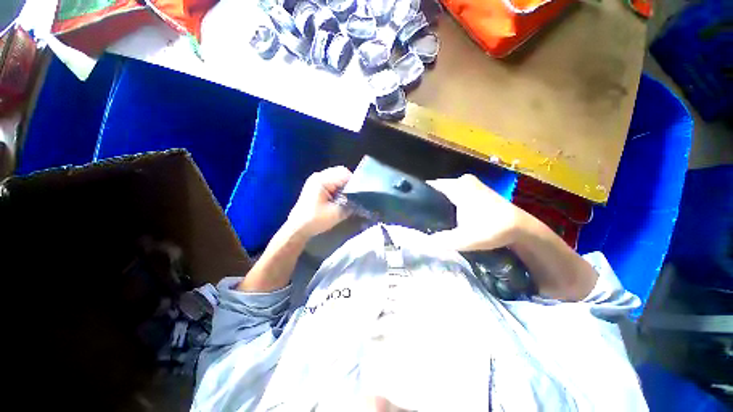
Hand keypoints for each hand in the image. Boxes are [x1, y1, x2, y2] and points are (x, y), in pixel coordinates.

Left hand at [286, 166, 352, 238]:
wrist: (298, 228)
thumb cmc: (315, 220)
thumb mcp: (337, 213)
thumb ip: (351, 204)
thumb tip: (361, 200)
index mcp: (321, 180)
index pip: (344, 173)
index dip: (354, 182)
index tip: (359, 194)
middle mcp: (318, 176)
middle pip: (340, 173)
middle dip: (349, 184)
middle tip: (354, 196)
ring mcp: (316, 180)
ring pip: (337, 177)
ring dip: (344, 186)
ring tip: (347, 198)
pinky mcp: (317, 186)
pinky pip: (332, 182)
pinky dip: (338, 188)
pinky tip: (339, 198)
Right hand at [427, 174, 531, 250]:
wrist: (522, 228)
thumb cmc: (493, 230)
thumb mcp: (465, 239)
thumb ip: (442, 241)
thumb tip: (422, 243)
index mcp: (457, 186)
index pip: (429, 186)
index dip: (419, 197)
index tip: (412, 210)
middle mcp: (462, 180)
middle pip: (437, 190)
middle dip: (429, 203)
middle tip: (421, 219)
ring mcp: (470, 183)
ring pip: (446, 192)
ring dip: (439, 204)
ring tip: (431, 218)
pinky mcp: (476, 189)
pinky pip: (455, 193)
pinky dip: (449, 203)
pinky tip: (447, 216)